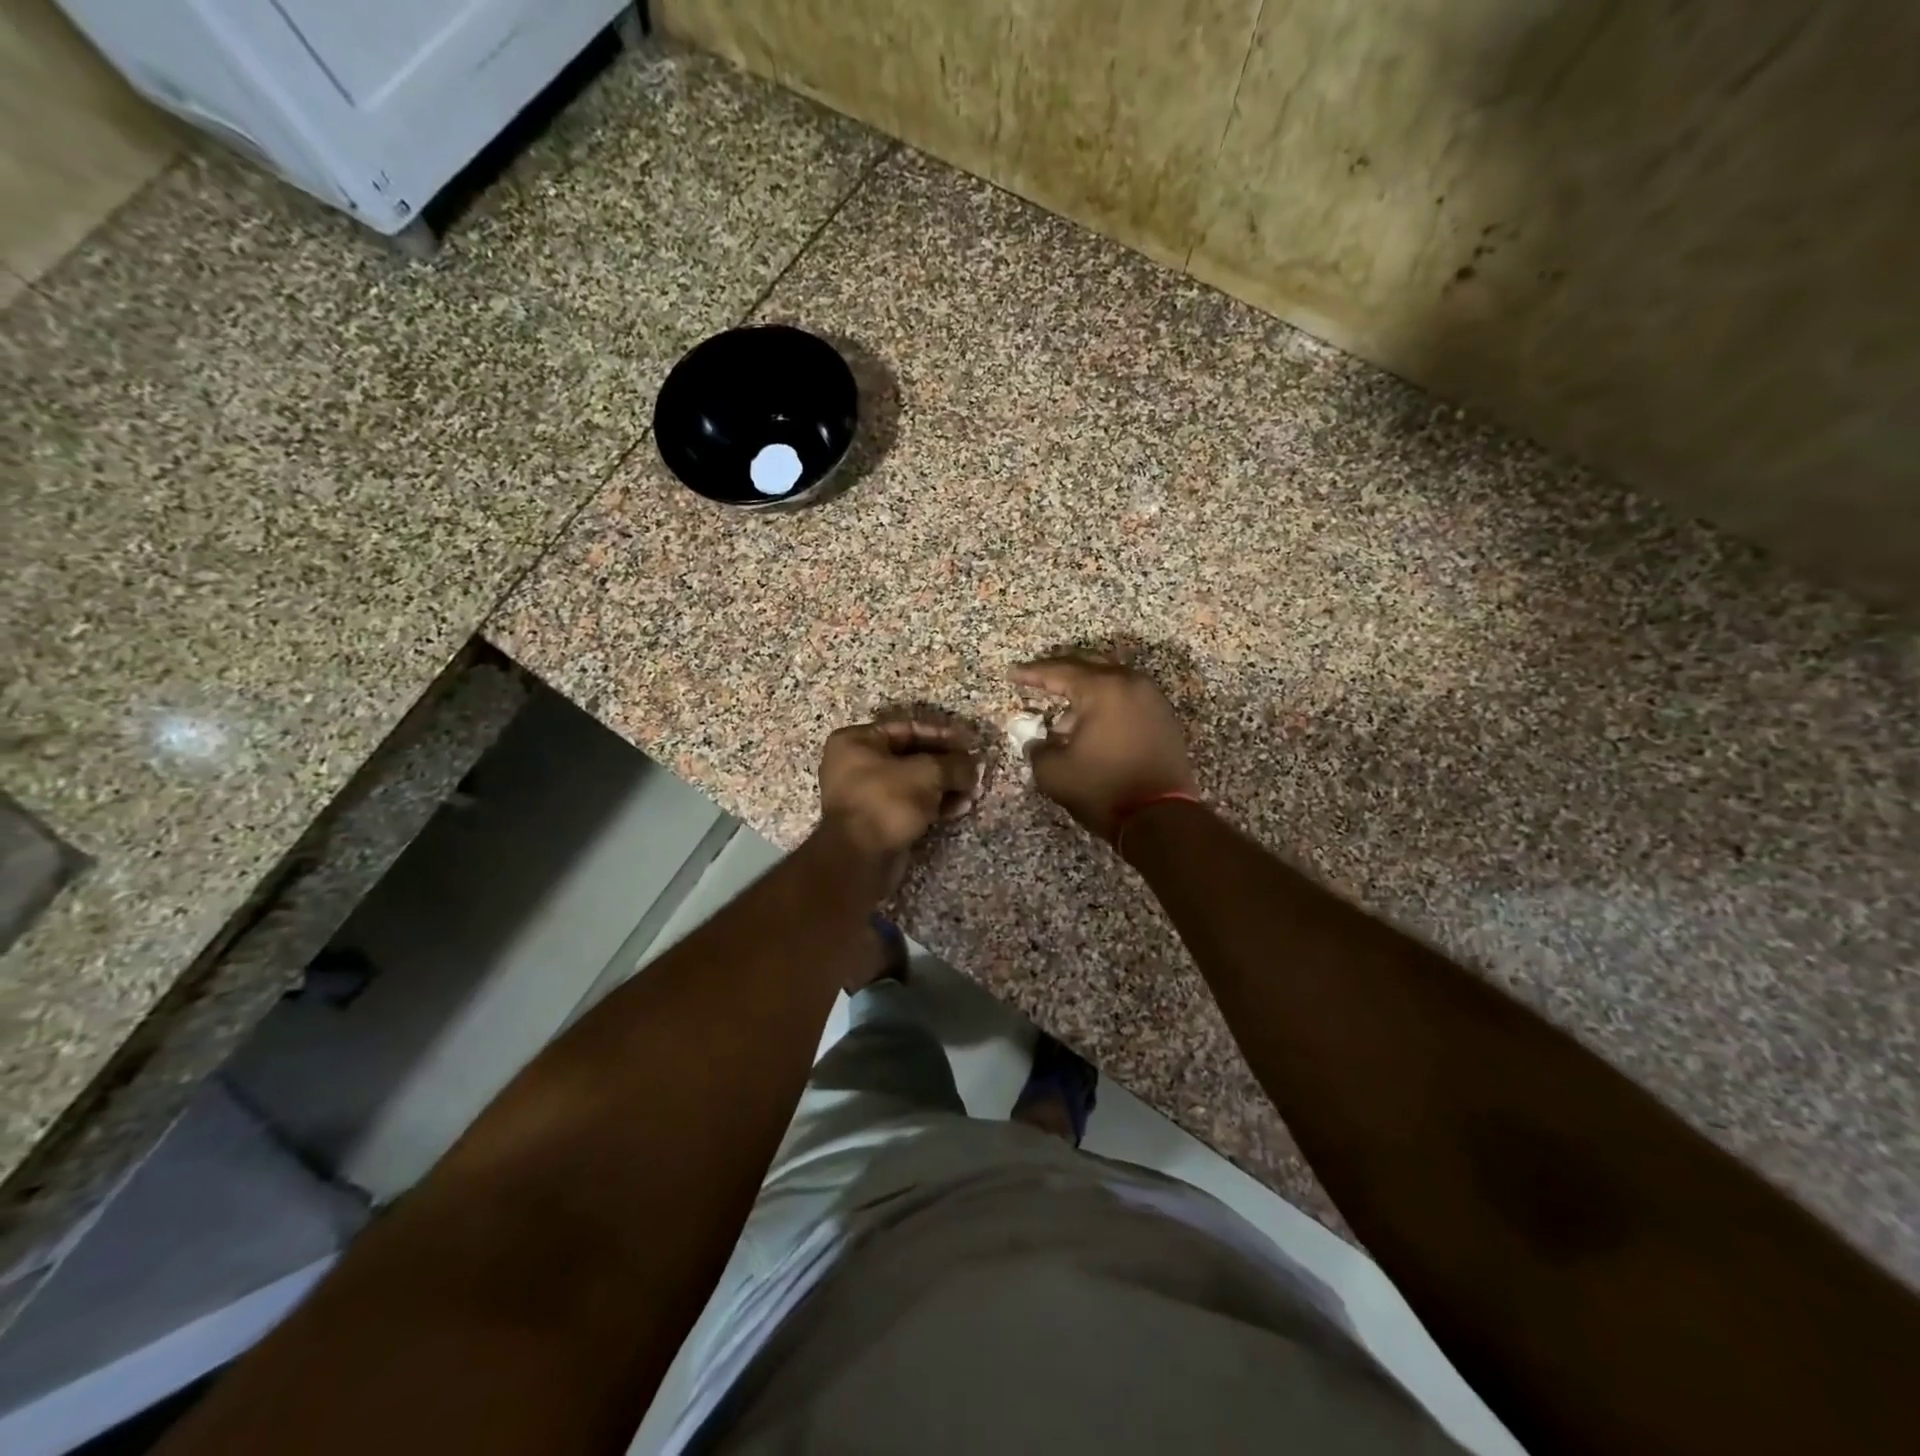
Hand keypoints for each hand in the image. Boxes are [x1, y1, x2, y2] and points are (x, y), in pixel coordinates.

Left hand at [818, 716, 981, 869]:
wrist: (859, 857)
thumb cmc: (887, 801)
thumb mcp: (928, 774)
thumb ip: (954, 765)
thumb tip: (975, 766)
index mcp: (857, 740)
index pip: (907, 729)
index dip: (942, 734)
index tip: (969, 743)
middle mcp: (856, 763)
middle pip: (911, 756)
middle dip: (946, 765)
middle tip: (974, 770)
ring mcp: (865, 794)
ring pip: (913, 783)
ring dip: (945, 786)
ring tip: (973, 792)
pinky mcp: (877, 821)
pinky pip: (909, 804)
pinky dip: (934, 804)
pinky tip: (960, 808)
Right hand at [1009, 653, 1197, 840]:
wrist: (1161, 817)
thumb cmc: (1104, 789)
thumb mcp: (1055, 773)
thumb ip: (1037, 749)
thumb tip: (1036, 741)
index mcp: (1102, 689)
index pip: (1059, 671)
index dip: (1032, 673)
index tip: (1012, 673)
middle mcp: (1130, 683)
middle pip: (1089, 664)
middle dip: (1060, 669)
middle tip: (1037, 676)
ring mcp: (1151, 698)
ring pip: (1111, 679)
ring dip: (1085, 688)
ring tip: (1063, 711)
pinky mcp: (1163, 717)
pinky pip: (1127, 696)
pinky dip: (1106, 701)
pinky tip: (1091, 723)